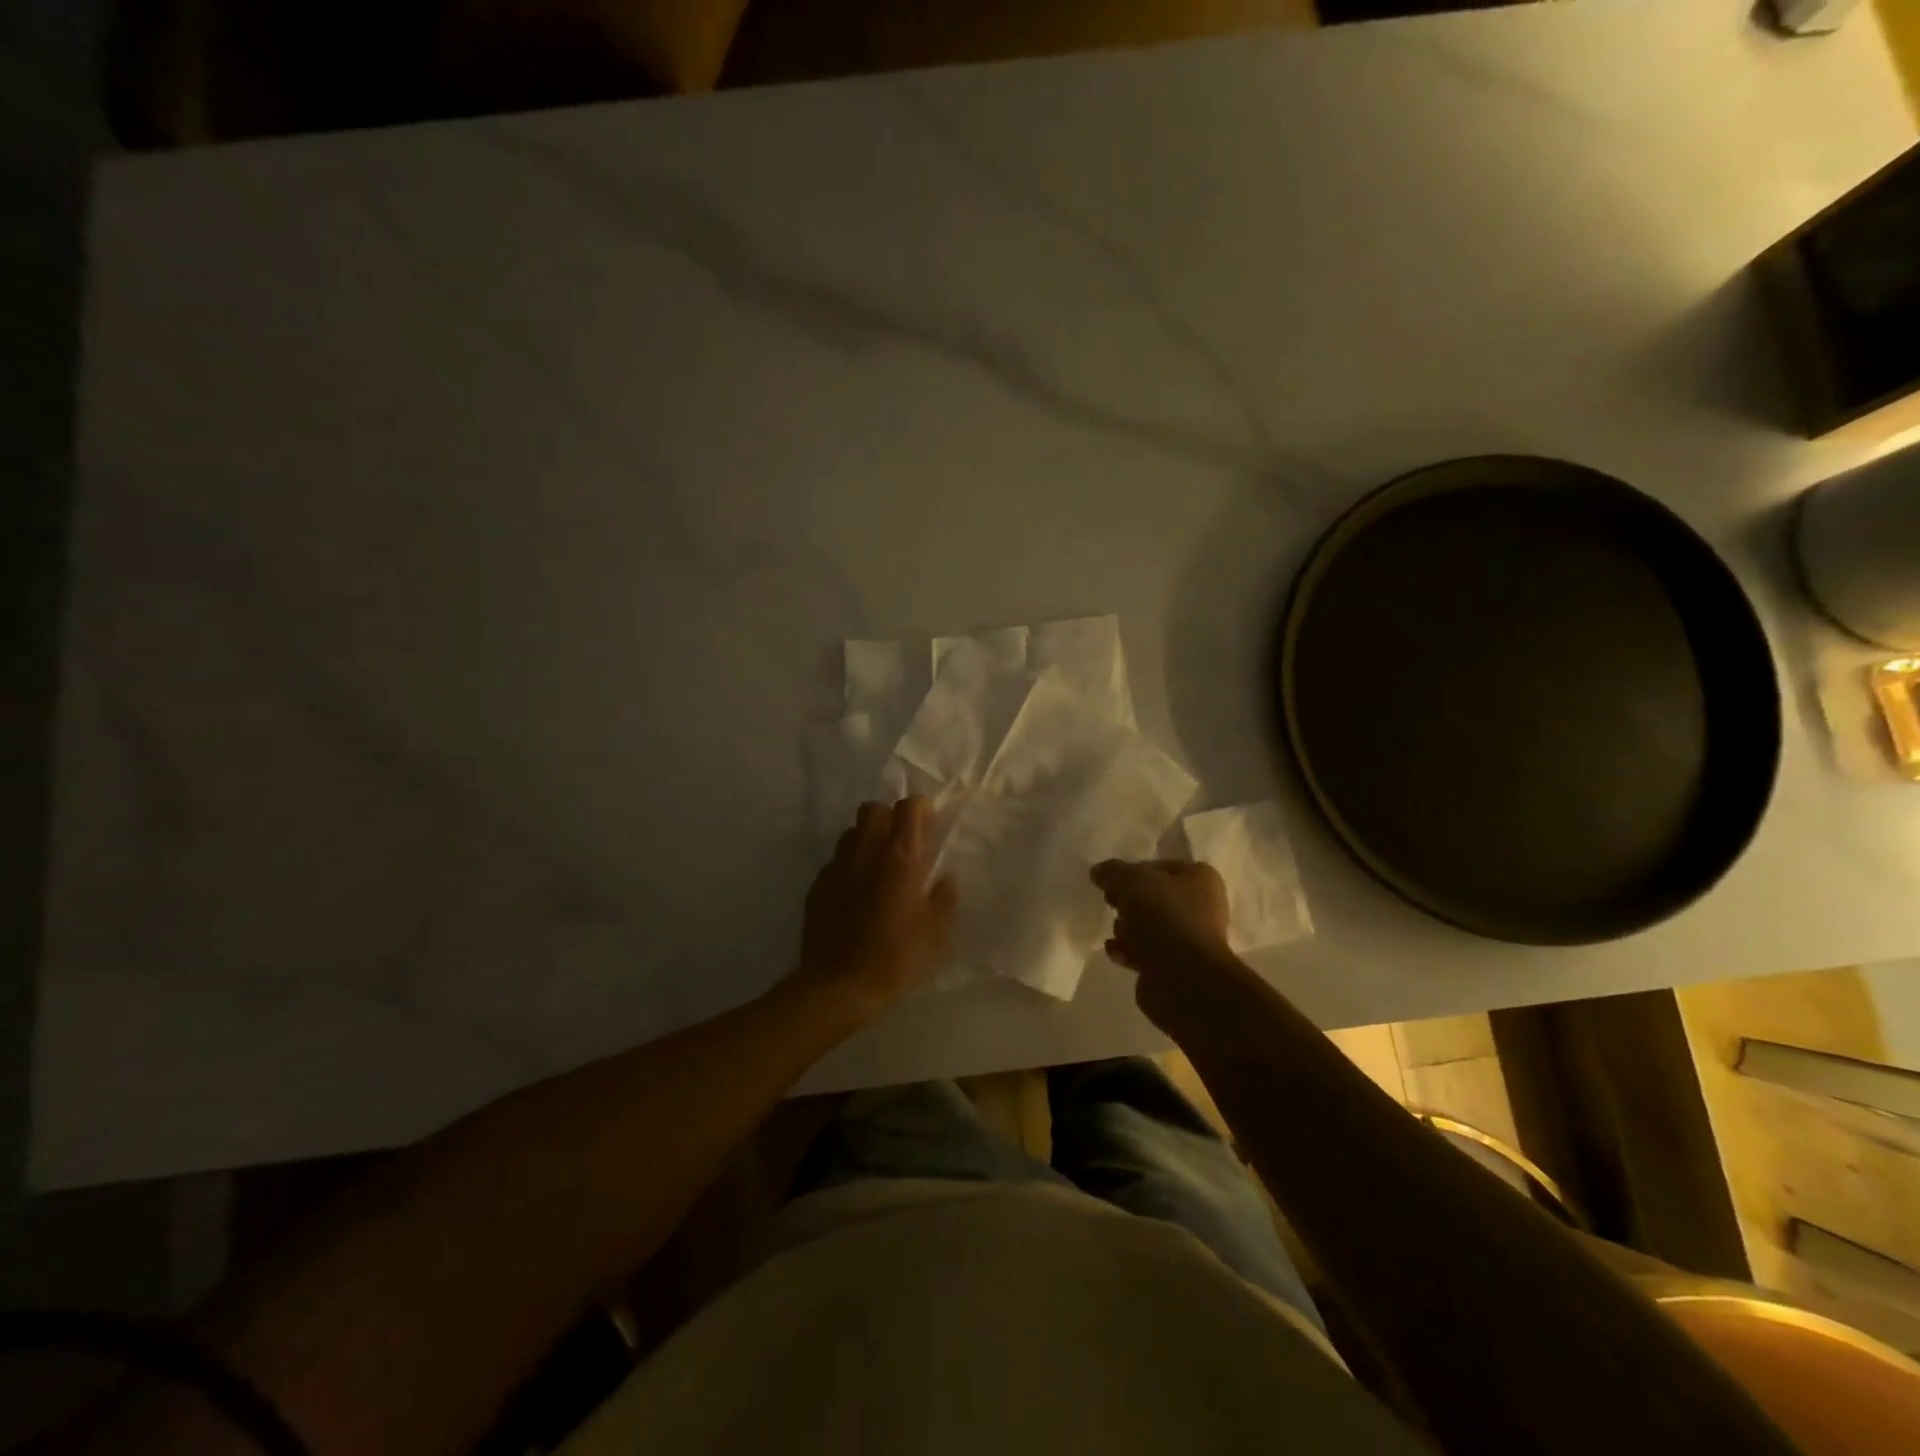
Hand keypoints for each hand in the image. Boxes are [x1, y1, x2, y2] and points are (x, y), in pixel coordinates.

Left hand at [789, 797, 957, 1025]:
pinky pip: (836, 861)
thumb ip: (944, 898)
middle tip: (903, 842)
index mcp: (900, 857)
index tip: (931, 824)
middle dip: (890, 816)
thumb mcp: (937, 932)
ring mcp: (837, 866)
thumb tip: (945, 878)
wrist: (838, 985)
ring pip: (852, 832)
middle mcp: (866, 851)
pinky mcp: (818, 884)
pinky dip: (850, 866)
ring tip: (878, 865)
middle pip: (874, 809)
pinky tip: (856, 893)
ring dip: (867, 839)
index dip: (922, 809)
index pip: (909, 807)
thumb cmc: (896, 957)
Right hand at [1090, 858, 1232, 976]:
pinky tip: (1116, 953)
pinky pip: (1146, 951)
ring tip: (1117, 934)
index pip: (1159, 867)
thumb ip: (1112, 872)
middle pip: (1153, 897)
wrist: (1184, 979)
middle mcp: (1200, 906)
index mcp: (1200, 878)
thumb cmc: (1164, 918)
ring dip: (1126, 928)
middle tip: (1111, 904)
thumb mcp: (1132, 881)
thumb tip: (1099, 872)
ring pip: (1148, 925)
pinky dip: (1129, 950)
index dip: (1132, 871)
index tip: (1111, 882)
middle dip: (1128, 902)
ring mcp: (1189, 938)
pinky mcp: (1176, 966)